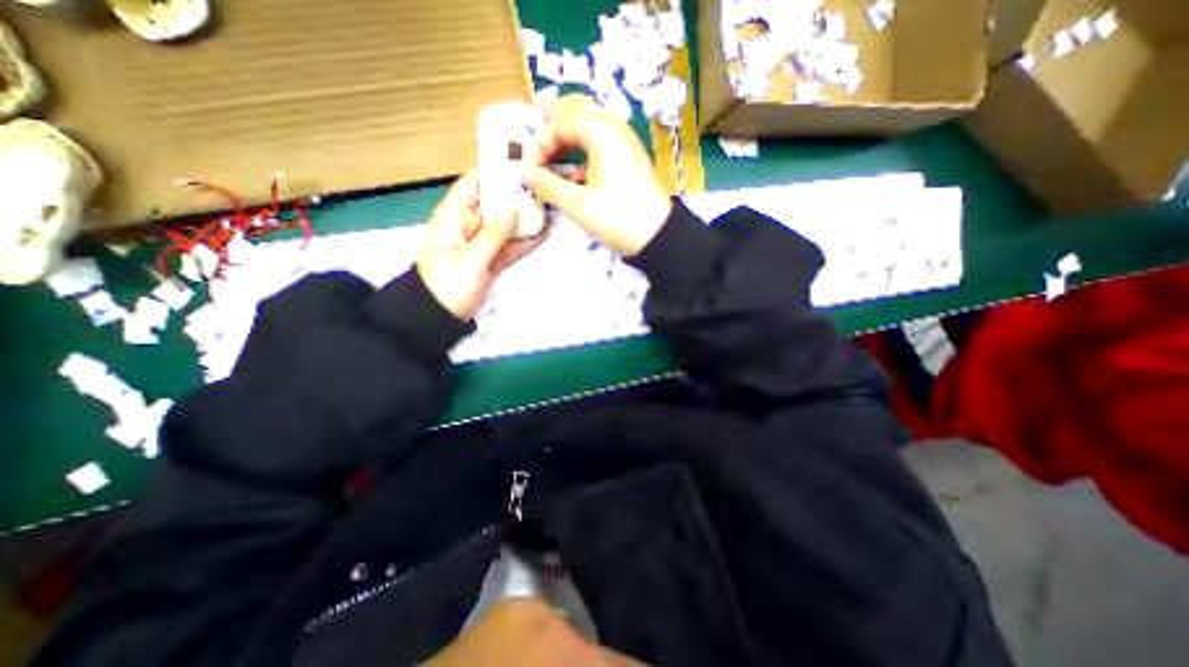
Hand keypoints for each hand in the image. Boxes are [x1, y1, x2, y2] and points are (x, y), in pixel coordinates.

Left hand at [418, 170, 542, 316]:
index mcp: (455, 216)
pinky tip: (544, 234)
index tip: (521, 162)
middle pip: (496, 203)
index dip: (495, 171)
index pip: (474, 184)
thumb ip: (493, 234)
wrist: (440, 317)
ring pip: (507, 225)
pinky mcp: (493, 259)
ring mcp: (483, 243)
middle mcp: (470, 224)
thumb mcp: (470, 259)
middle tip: (545, 186)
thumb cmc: (447, 285)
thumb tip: (515, 209)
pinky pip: (511, 246)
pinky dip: (525, 242)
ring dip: (525, 219)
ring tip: (550, 208)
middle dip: (517, 196)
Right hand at [521, 93, 665, 256]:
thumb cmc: (617, 218)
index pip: (559, 124)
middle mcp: (614, 128)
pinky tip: (575, 174)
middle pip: (576, 111)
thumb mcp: (578, 204)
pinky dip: (583, 151)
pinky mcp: (628, 159)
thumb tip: (522, 172)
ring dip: (567, 137)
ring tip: (549, 154)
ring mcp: (624, 142)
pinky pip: (601, 144)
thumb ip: (547, 185)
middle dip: (552, 123)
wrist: (657, 237)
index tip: (528, 170)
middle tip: (532, 137)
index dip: (538, 145)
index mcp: (600, 131)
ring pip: (589, 126)